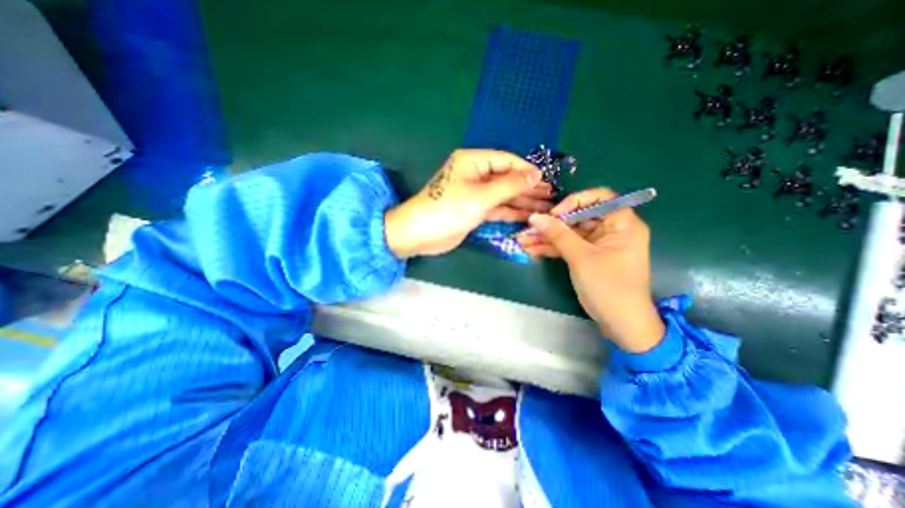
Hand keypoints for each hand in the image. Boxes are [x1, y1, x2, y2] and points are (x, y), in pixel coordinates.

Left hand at [384, 147, 552, 256]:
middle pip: (507, 179)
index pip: (506, 161)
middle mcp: (475, 175)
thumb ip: (509, 185)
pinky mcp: (474, 210)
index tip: (546, 180)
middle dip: (528, 188)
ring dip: (523, 202)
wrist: (420, 234)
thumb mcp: (481, 196)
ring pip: (503, 195)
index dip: (527, 170)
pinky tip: (528, 216)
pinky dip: (510, 212)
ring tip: (546, 208)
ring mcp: (475, 194)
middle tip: (551, 196)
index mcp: (473, 162)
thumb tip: (535, 173)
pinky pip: (496, 208)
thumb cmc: (449, 210)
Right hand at [515, 187, 663, 351]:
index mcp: (622, 223)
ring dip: (548, 238)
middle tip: (529, 228)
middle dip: (552, 224)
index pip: (599, 198)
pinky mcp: (590, 257)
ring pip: (570, 234)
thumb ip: (558, 234)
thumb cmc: (608, 286)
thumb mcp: (580, 257)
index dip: (575, 201)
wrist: (621, 323)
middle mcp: (612, 230)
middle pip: (579, 217)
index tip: (554, 214)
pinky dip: (553, 249)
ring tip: (523, 240)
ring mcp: (599, 245)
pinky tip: (532, 250)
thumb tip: (535, 217)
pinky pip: (569, 247)